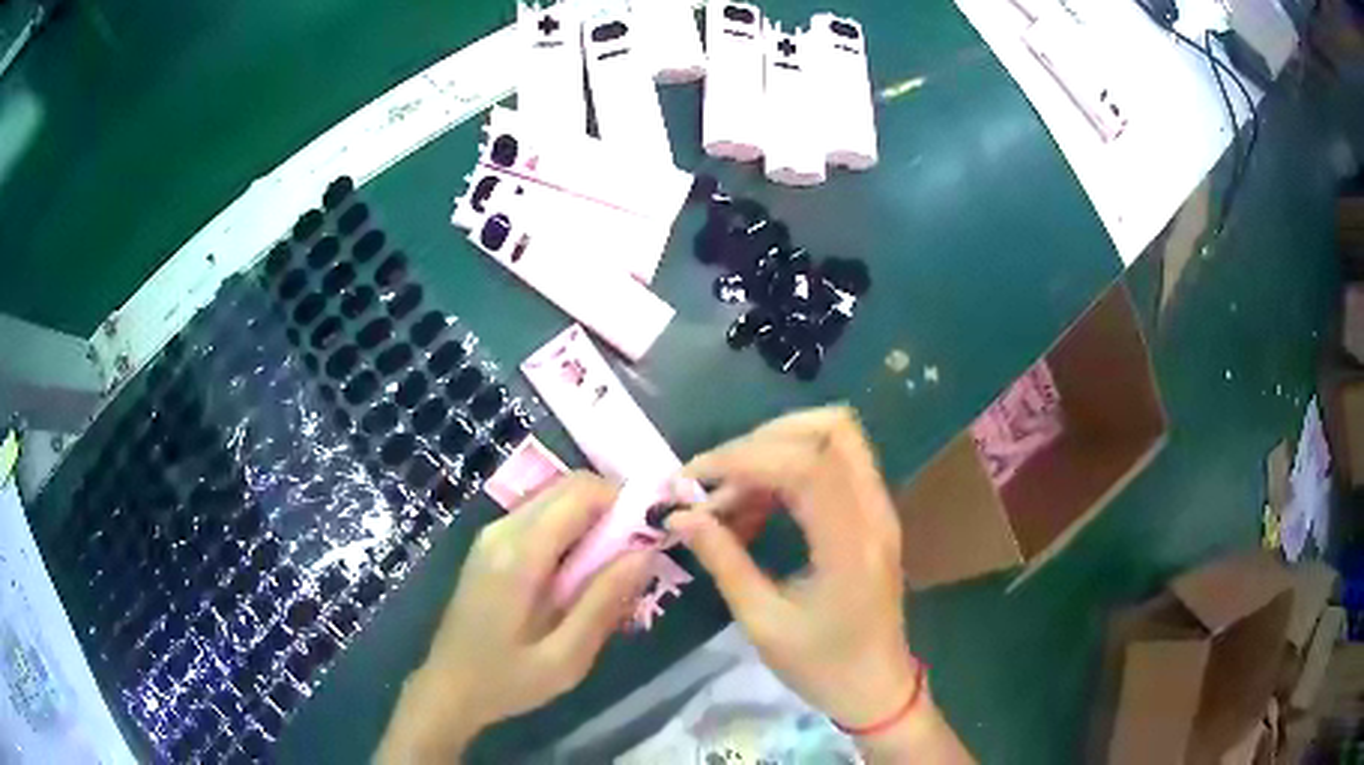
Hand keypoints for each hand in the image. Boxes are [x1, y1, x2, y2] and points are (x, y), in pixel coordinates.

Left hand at [376, 473, 653, 762]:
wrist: (448, 687)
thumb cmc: (507, 680)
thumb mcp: (565, 657)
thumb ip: (604, 601)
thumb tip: (646, 551)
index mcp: (519, 554)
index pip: (581, 493)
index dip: (626, 501)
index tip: (655, 533)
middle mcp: (502, 530)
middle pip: (568, 486)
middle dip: (612, 506)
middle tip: (639, 551)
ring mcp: (492, 535)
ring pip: (555, 498)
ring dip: (593, 518)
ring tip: (615, 566)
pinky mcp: (491, 545)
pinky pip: (540, 517)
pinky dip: (571, 529)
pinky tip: (582, 572)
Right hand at [669, 407, 972, 762]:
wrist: (876, 686)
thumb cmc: (821, 666)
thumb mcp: (763, 623)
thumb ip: (724, 561)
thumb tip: (680, 516)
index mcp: (852, 547)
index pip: (805, 467)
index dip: (744, 459)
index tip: (693, 481)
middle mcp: (875, 514)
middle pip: (829, 430)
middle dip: (758, 443)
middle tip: (711, 481)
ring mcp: (880, 509)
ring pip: (836, 436)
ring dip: (776, 446)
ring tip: (729, 491)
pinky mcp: (873, 513)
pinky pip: (835, 462)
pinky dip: (790, 464)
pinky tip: (756, 501)